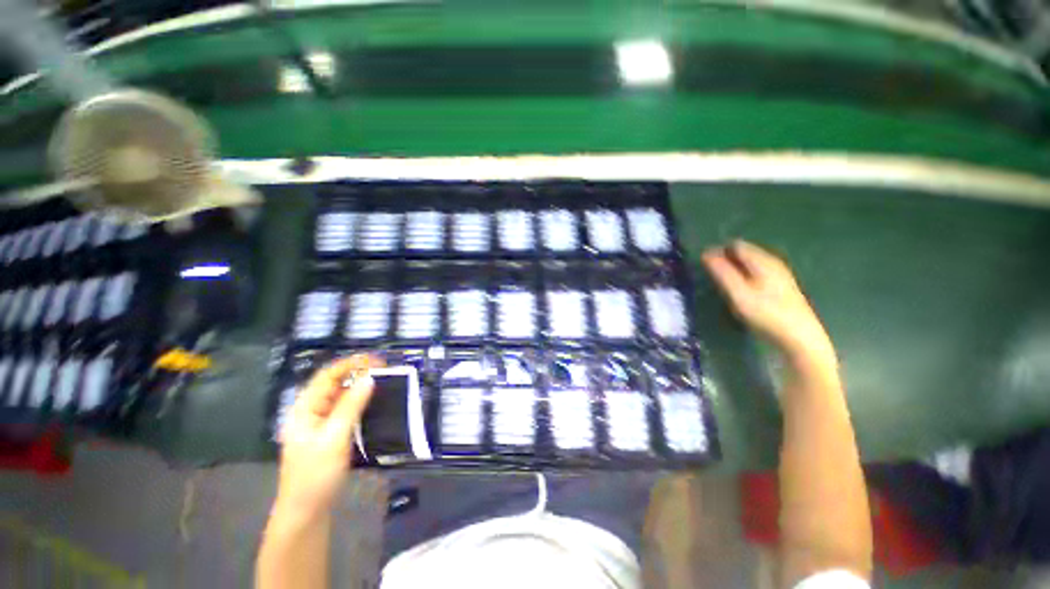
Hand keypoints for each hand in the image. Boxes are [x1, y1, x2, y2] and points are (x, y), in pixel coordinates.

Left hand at [276, 354, 382, 517]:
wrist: (306, 512)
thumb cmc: (315, 475)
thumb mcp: (334, 438)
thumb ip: (351, 406)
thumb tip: (370, 378)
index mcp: (304, 409)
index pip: (327, 376)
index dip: (351, 364)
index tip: (377, 360)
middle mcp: (311, 412)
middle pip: (334, 385)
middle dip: (358, 373)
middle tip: (385, 370)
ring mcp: (319, 424)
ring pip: (341, 398)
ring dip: (361, 388)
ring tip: (384, 382)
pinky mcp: (329, 435)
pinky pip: (346, 411)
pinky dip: (360, 403)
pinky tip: (374, 403)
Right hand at [702, 240, 835, 367]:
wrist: (799, 338)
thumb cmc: (766, 314)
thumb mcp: (738, 293)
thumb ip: (722, 272)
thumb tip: (706, 253)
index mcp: (762, 260)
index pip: (735, 245)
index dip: (718, 252)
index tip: (705, 268)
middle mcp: (772, 262)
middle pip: (744, 252)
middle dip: (726, 260)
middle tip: (713, 279)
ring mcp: (779, 274)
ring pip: (750, 263)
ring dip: (734, 269)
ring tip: (724, 286)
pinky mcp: (781, 286)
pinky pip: (756, 273)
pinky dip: (744, 277)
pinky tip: (741, 292)